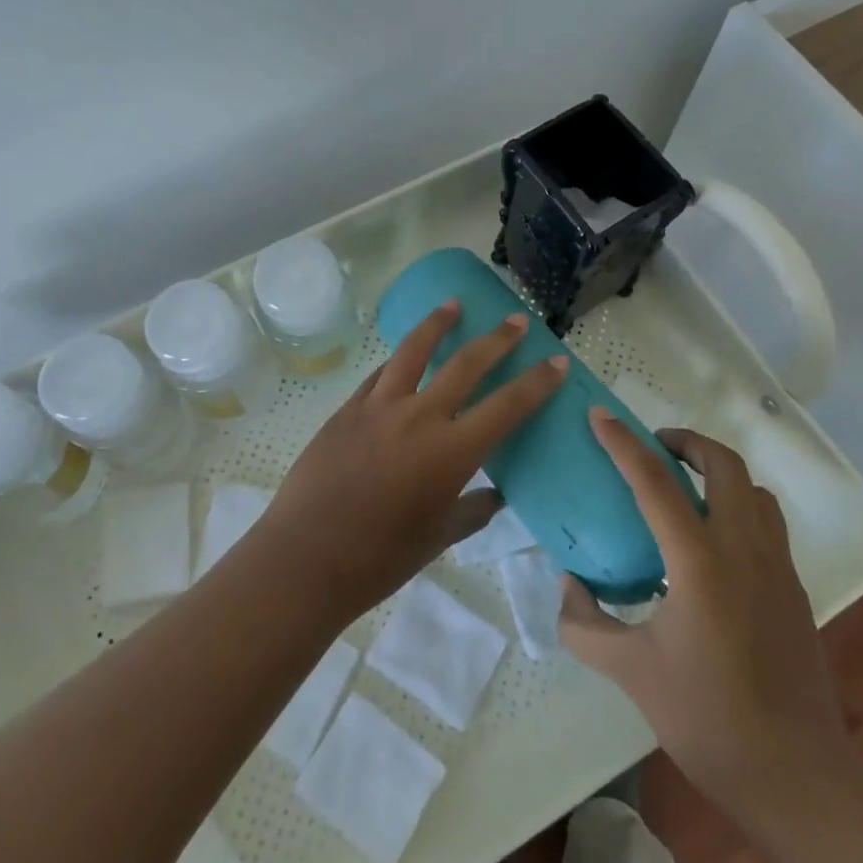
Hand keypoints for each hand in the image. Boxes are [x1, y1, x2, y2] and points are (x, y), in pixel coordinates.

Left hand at [259, 301, 567, 619]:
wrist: (305, 558)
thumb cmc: (379, 558)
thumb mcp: (437, 537)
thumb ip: (472, 511)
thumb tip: (494, 495)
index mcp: (450, 452)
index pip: (507, 406)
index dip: (537, 382)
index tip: (556, 361)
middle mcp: (419, 417)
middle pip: (466, 364)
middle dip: (497, 339)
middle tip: (516, 320)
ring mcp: (379, 406)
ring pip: (414, 350)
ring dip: (438, 324)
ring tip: (453, 304)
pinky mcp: (348, 408)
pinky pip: (380, 374)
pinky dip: (398, 361)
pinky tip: (403, 355)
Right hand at [559, 410, 851, 805]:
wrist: (797, 779)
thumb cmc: (707, 719)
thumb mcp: (631, 672)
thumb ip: (585, 624)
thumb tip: (568, 584)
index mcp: (699, 561)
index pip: (654, 481)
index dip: (623, 443)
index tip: (599, 416)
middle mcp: (744, 549)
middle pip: (723, 464)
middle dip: (687, 442)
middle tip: (655, 447)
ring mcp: (778, 567)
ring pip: (753, 490)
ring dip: (718, 473)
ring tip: (685, 488)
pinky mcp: (795, 589)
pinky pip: (767, 523)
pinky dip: (738, 507)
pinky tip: (713, 544)